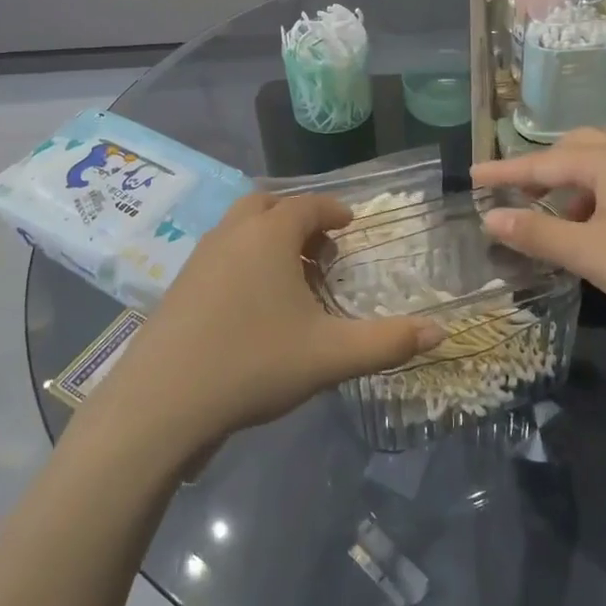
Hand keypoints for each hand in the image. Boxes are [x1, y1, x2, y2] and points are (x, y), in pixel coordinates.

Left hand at [87, 194, 443, 461]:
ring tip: (292, 279)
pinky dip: (244, 259)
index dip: (333, 210)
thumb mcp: (330, 356)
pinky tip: (254, 305)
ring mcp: (200, 257)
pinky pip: (221, 253)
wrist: (163, 400)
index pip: (307, 205)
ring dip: (269, 238)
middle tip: (321, 250)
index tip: (350, 224)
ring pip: (240, 228)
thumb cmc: (254, 363)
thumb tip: (442, 333)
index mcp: (269, 235)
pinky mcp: (179, 284)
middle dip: (298, 219)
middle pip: (268, 205)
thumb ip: (388, 342)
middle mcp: (232, 233)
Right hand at [474, 129, 605, 340]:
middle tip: (518, 194)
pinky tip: (597, 228)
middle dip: (541, 170)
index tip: (472, 176)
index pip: (540, 163)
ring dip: (569, 185)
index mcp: (605, 162)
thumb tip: (490, 217)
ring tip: (555, 219)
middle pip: (573, 149)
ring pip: (600, 165)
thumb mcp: (590, 252)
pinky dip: (595, 196)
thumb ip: (537, 233)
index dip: (503, 172)